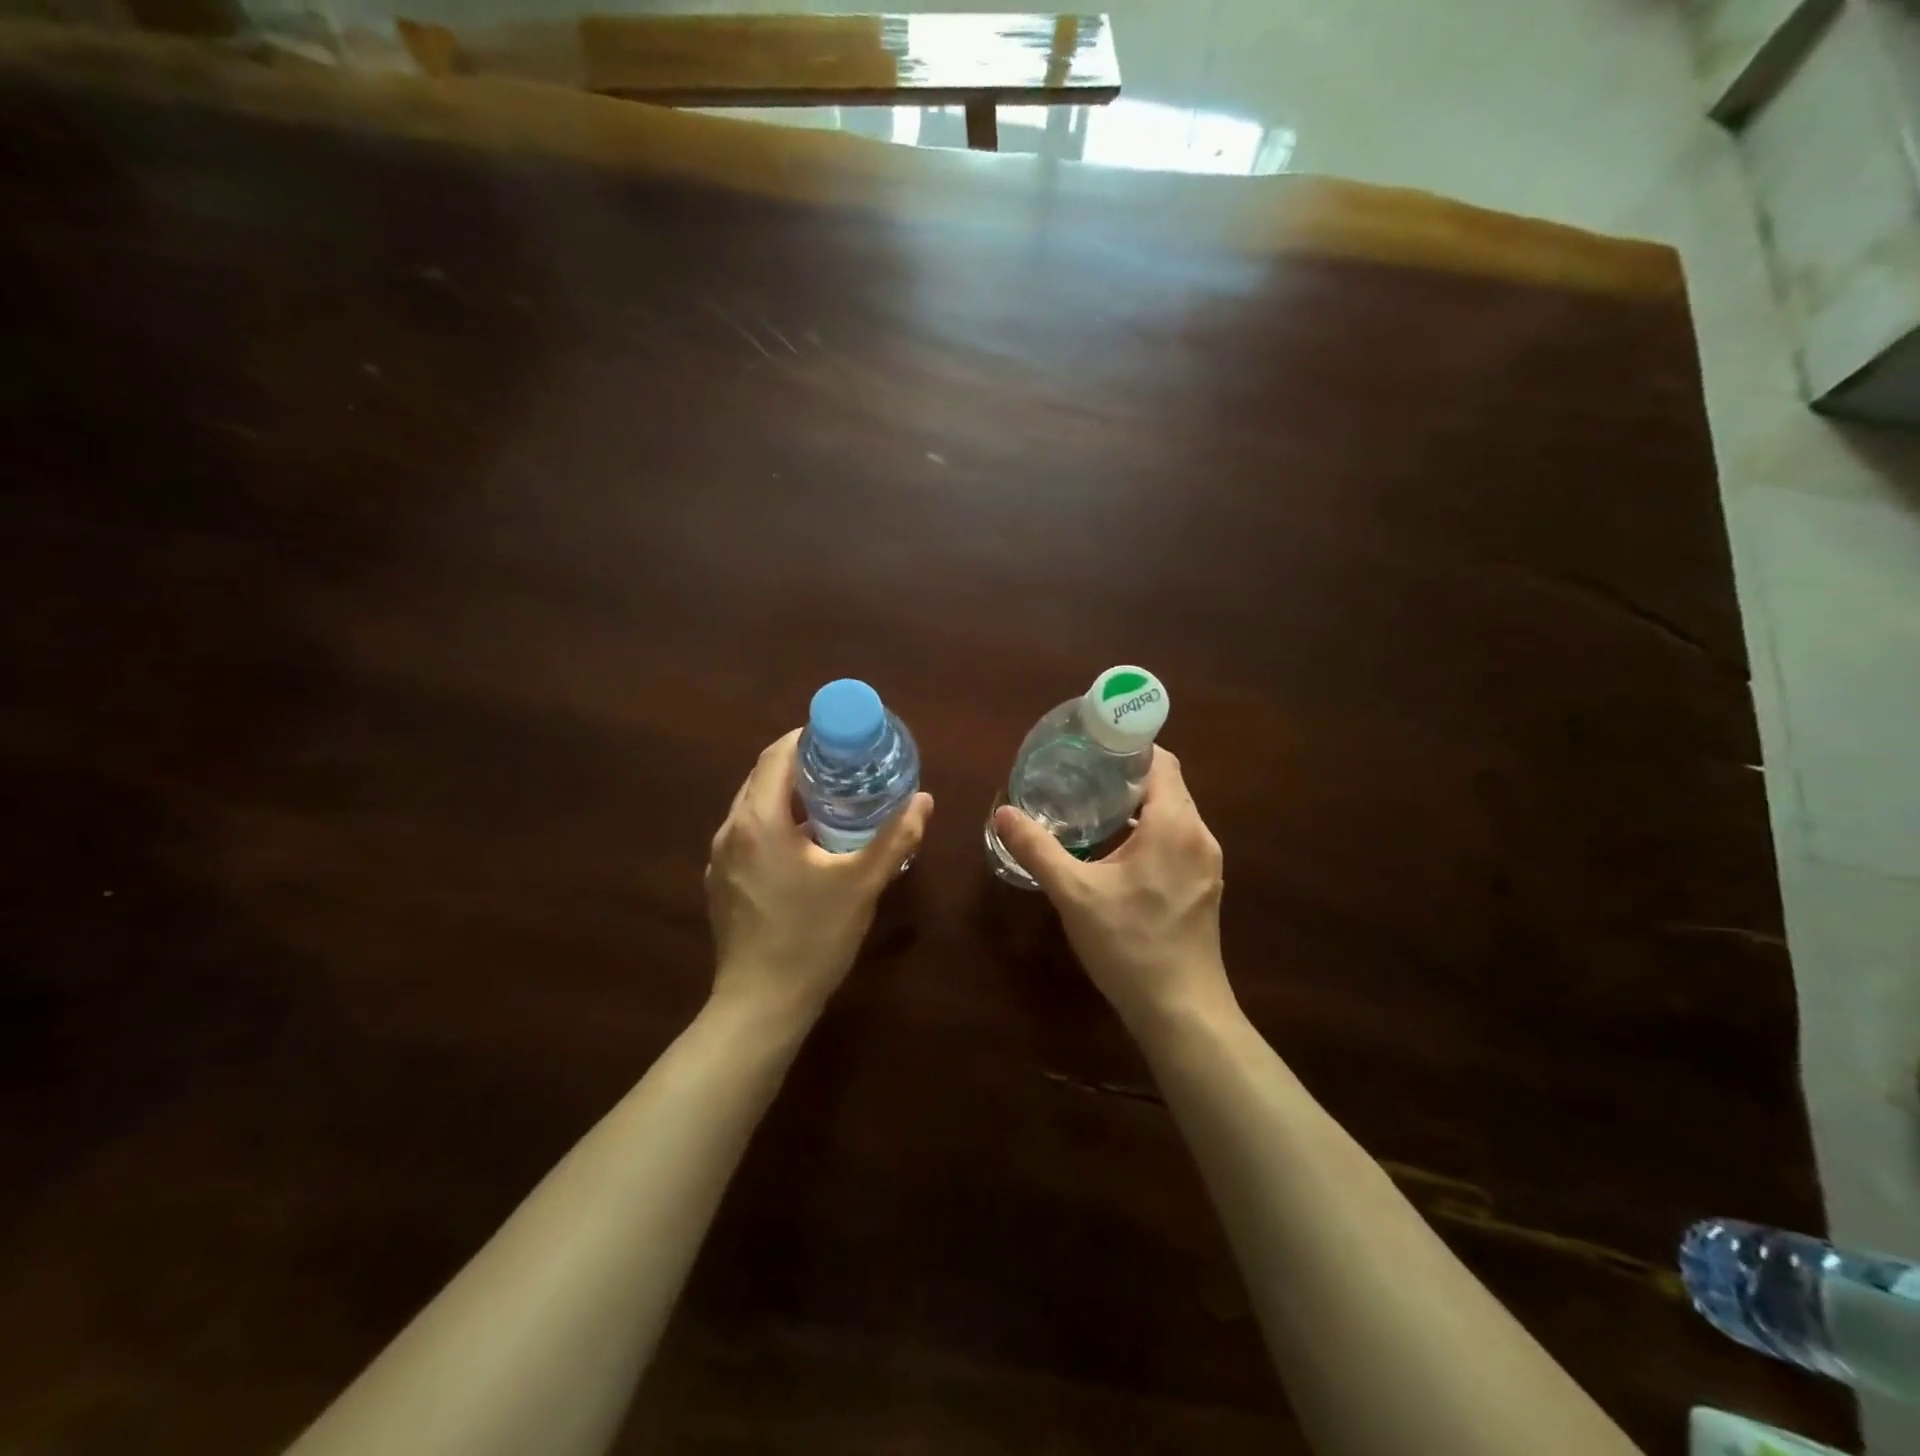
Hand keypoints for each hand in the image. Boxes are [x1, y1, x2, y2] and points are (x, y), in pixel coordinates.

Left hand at [707, 729, 933, 1017]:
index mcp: (758, 821)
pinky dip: (774, 825)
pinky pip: (748, 836)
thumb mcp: (862, 884)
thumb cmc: (812, 938)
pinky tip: (805, 846)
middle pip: (762, 778)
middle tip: (844, 767)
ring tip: (831, 802)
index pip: (777, 756)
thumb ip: (896, 838)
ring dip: (788, 797)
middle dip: (801, 766)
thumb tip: (925, 800)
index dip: (807, 738)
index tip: (841, 738)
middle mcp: (730, 831)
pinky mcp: (721, 884)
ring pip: (753, 808)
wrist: (760, 1005)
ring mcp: (720, 860)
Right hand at [992, 748, 1233, 1034]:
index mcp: (1174, 824)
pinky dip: (1150, 833)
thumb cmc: (1129, 944)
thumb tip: (1004, 813)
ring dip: (1138, 807)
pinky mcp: (1204, 887)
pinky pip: (1178, 840)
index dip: (1129, 747)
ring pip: (1173, 815)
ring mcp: (1206, 863)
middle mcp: (1199, 835)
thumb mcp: (1074, 894)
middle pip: (1167, 786)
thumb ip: (1037, 849)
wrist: (1181, 1011)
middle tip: (1082, 776)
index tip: (1092, 747)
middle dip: (1126, 776)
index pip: (1161, 761)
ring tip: (1094, 808)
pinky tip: (1117, 852)